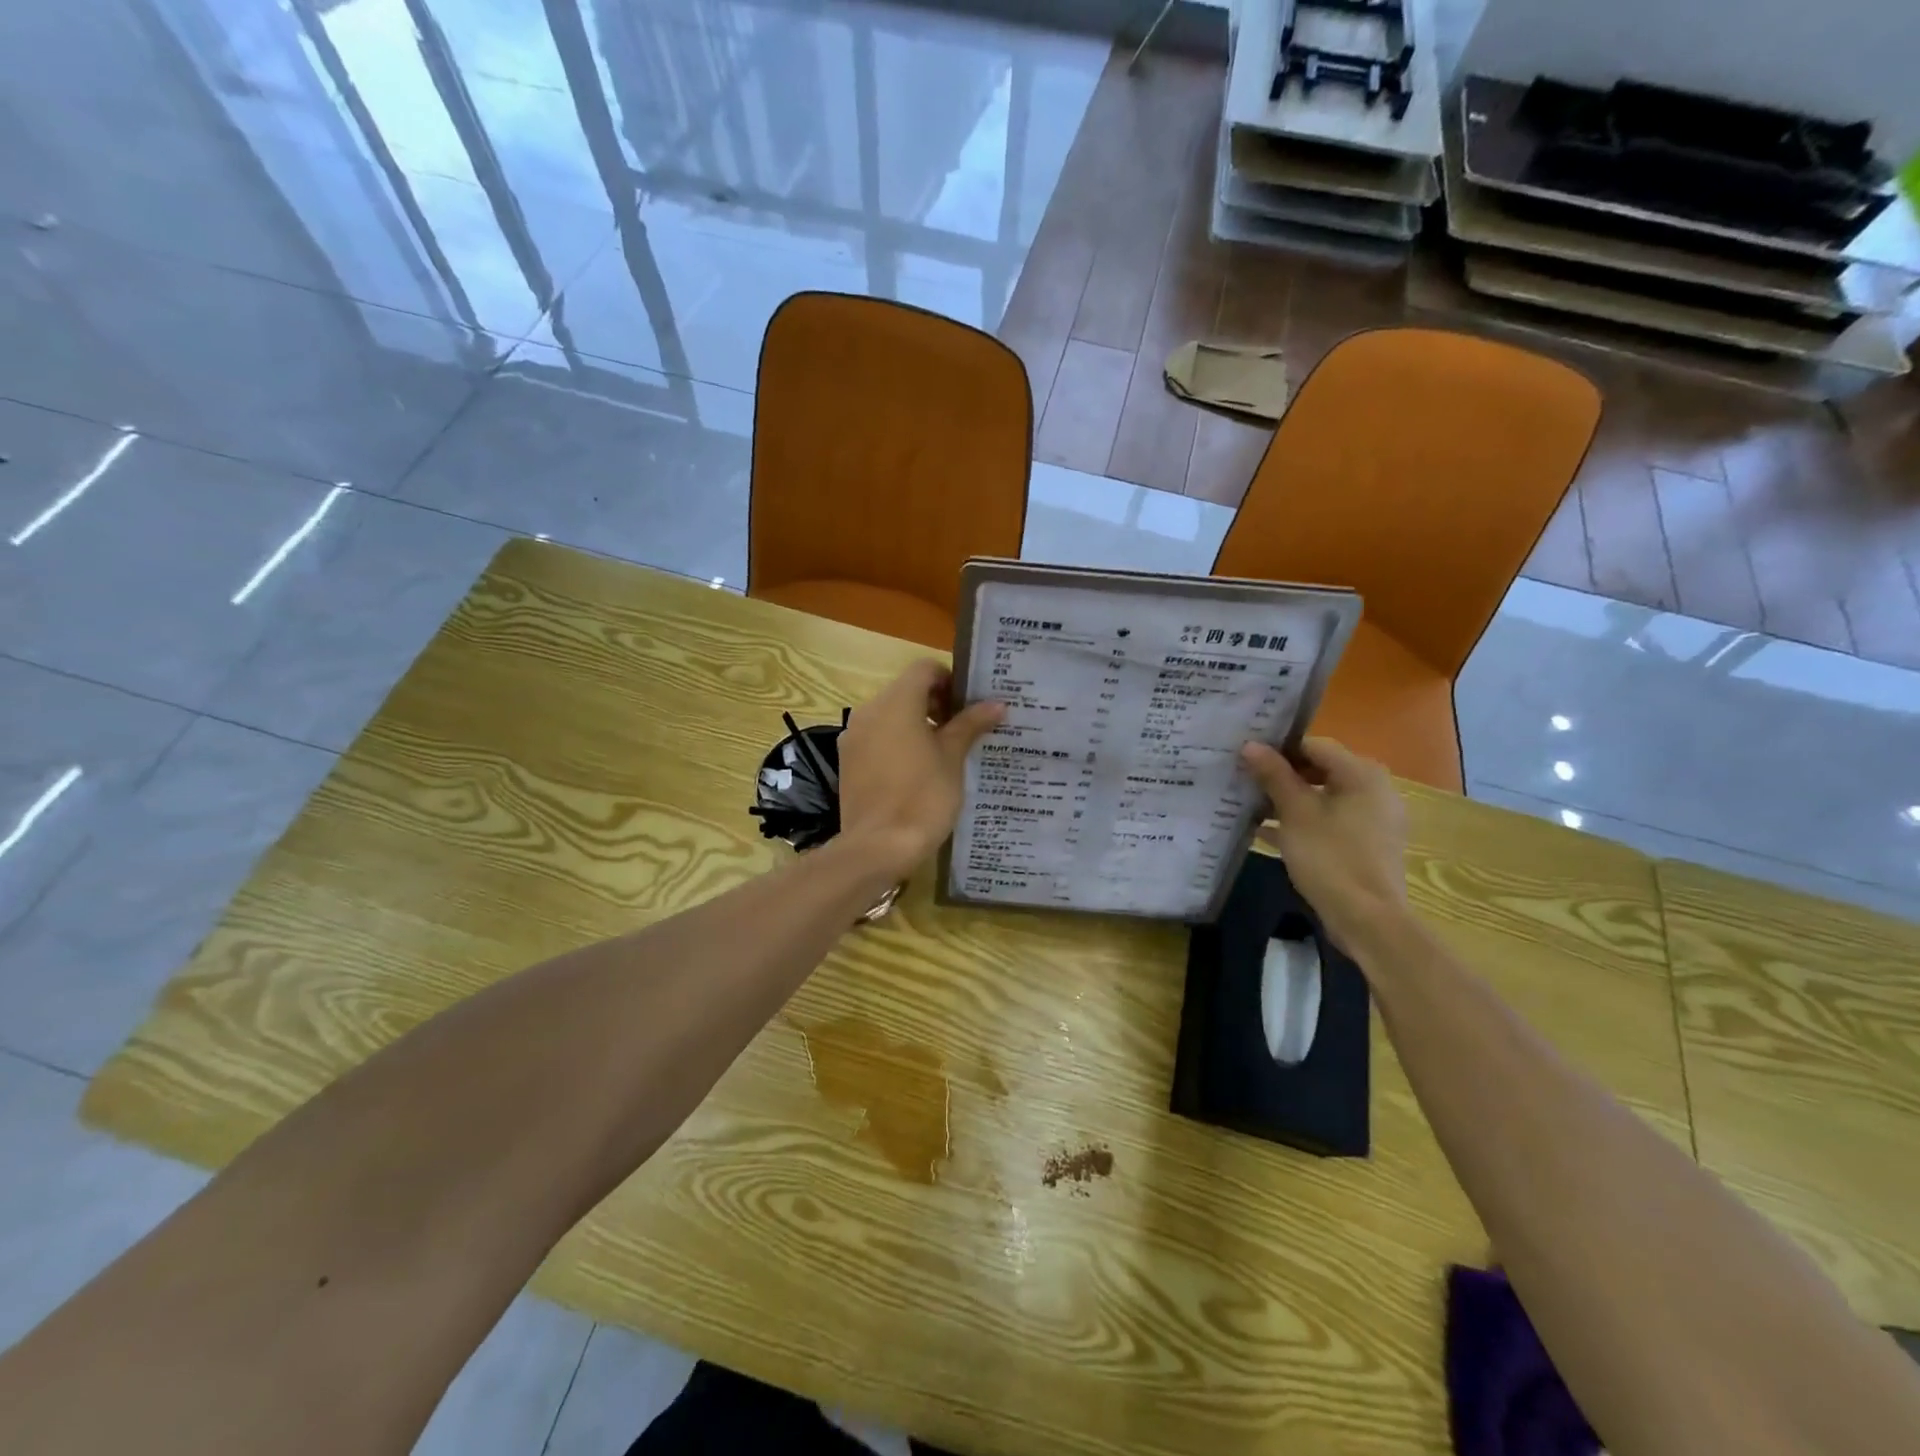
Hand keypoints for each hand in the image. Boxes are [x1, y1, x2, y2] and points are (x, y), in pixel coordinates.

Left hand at [837, 661, 1003, 879]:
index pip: (924, 670)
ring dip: (916, 723)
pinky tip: (916, 771)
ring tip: (942, 752)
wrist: (878, 846)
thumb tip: (996, 703)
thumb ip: (970, 724)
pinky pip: (876, 737)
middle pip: (905, 690)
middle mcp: (869, 711)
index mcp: (896, 703)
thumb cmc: (923, 797)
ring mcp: (853, 736)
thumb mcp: (952, 758)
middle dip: (935, 703)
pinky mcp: (848, 760)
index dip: (950, 680)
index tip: (968, 706)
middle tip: (962, 730)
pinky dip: (896, 742)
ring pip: (889, 715)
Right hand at [1239, 738, 1410, 956]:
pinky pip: (1329, 821)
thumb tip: (1251, 745)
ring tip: (1249, 803)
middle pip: (1319, 770)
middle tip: (1244, 778)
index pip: (1314, 746)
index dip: (1278, 748)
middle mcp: (1374, 789)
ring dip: (1288, 800)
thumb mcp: (1295, 813)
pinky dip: (1302, 822)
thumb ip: (1273, 775)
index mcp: (1362, 774)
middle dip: (1281, 775)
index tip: (1246, 756)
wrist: (1367, 919)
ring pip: (1322, 797)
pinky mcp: (1366, 844)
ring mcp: (1373, 819)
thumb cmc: (1330, 857)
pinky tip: (1266, 832)